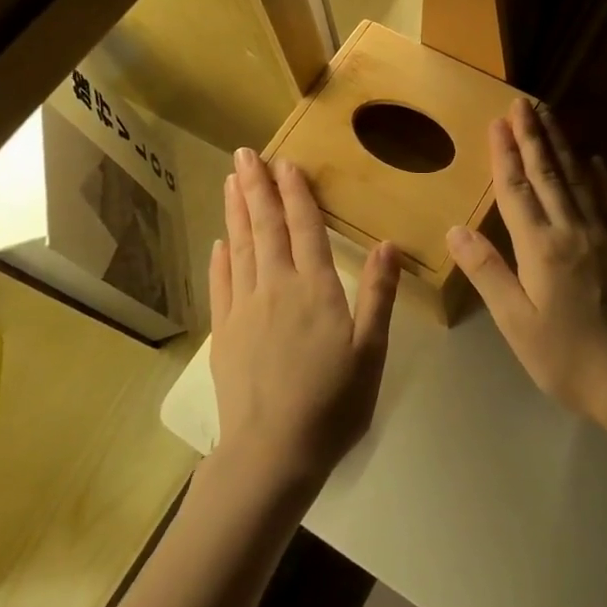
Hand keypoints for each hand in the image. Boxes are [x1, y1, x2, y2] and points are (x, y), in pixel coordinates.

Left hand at [209, 149, 399, 492]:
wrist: (272, 453)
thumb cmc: (333, 403)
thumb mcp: (371, 351)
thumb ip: (378, 294)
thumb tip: (387, 243)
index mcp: (316, 289)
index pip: (305, 228)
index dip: (296, 193)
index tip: (287, 162)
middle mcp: (276, 287)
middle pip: (265, 227)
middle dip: (257, 187)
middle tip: (246, 154)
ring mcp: (244, 309)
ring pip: (239, 247)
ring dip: (235, 211)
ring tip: (231, 179)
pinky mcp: (224, 333)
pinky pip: (221, 284)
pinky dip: (220, 258)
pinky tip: (219, 241)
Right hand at [447, 98, 606, 423]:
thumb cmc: (566, 357)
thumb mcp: (516, 322)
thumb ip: (488, 272)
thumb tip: (455, 230)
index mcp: (541, 248)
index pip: (517, 191)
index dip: (505, 154)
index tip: (499, 121)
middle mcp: (572, 232)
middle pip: (549, 175)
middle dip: (533, 136)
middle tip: (524, 102)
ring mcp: (602, 238)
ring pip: (579, 181)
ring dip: (562, 147)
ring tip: (551, 117)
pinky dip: (600, 179)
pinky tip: (596, 160)